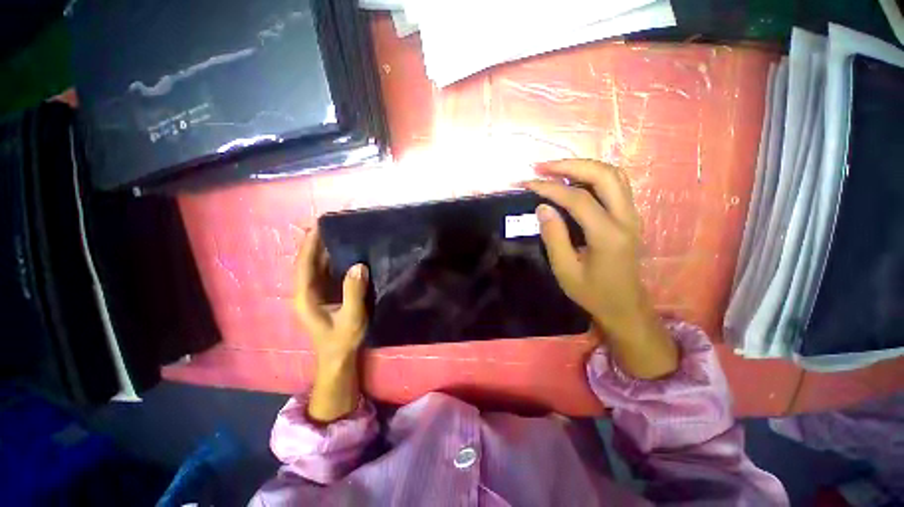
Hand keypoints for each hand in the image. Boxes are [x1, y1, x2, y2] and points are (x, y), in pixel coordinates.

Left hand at [295, 226, 368, 421]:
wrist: (338, 357)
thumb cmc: (342, 339)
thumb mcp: (351, 318)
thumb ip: (354, 292)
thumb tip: (358, 265)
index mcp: (306, 297)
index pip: (304, 265)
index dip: (309, 245)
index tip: (318, 226)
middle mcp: (306, 291)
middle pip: (307, 262)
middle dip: (316, 242)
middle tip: (331, 224)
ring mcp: (315, 292)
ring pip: (316, 265)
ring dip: (324, 248)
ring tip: (338, 232)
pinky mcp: (325, 293)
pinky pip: (325, 271)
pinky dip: (332, 259)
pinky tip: (344, 251)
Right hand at [522, 159, 677, 378]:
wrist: (625, 306)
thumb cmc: (592, 293)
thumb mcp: (565, 270)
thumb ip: (554, 237)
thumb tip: (542, 207)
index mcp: (608, 235)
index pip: (579, 199)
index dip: (551, 188)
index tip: (529, 183)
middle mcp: (626, 219)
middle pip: (604, 175)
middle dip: (571, 165)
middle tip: (543, 167)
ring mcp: (632, 215)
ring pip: (614, 175)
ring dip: (584, 166)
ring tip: (556, 170)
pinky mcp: (630, 217)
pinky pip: (615, 185)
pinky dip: (593, 176)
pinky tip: (575, 181)